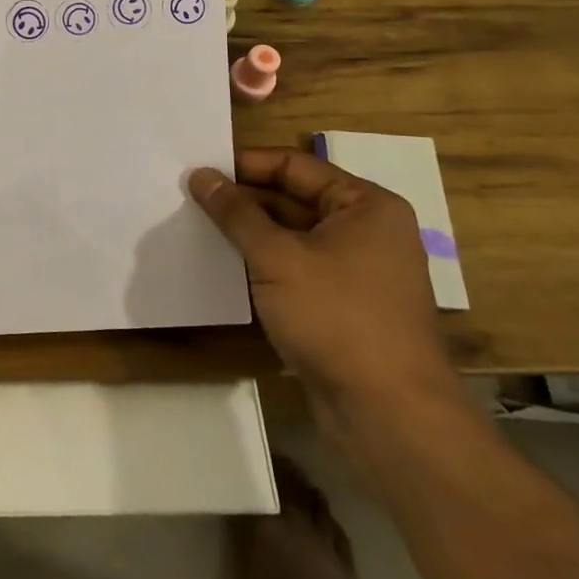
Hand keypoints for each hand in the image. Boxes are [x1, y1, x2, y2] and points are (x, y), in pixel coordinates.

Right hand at [190, 149, 464, 447]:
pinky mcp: (344, 306)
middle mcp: (366, 230)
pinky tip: (223, 268)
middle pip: (293, 198)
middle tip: (189, 199)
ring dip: (250, 234)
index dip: (245, 165)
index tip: (199, 170)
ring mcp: (357, 271)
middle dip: (243, 201)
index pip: (294, 165)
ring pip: (292, 236)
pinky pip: (297, 269)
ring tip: (197, 229)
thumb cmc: (337, 318)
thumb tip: (201, 175)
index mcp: (365, 205)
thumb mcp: (277, 258)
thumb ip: (236, 213)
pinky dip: (264, 265)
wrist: (388, 414)